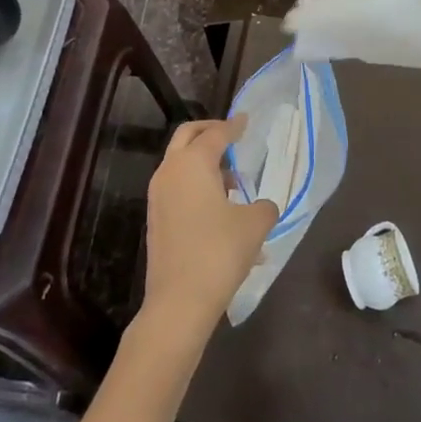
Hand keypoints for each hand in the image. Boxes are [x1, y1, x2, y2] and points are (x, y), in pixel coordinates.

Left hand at [142, 116, 277, 335]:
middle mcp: (170, 172)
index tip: (246, 121)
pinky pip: (178, 189)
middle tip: (232, 136)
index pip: (216, 133)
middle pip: (187, 137)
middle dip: (209, 132)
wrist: (179, 301)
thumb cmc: (219, 252)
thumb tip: (263, 206)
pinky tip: (222, 211)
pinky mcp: (157, 219)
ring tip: (233, 182)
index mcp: (193, 163)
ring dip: (204, 163)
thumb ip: (264, 207)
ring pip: (180, 165)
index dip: (234, 126)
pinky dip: (197, 186)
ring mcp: (158, 196)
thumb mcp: (254, 226)